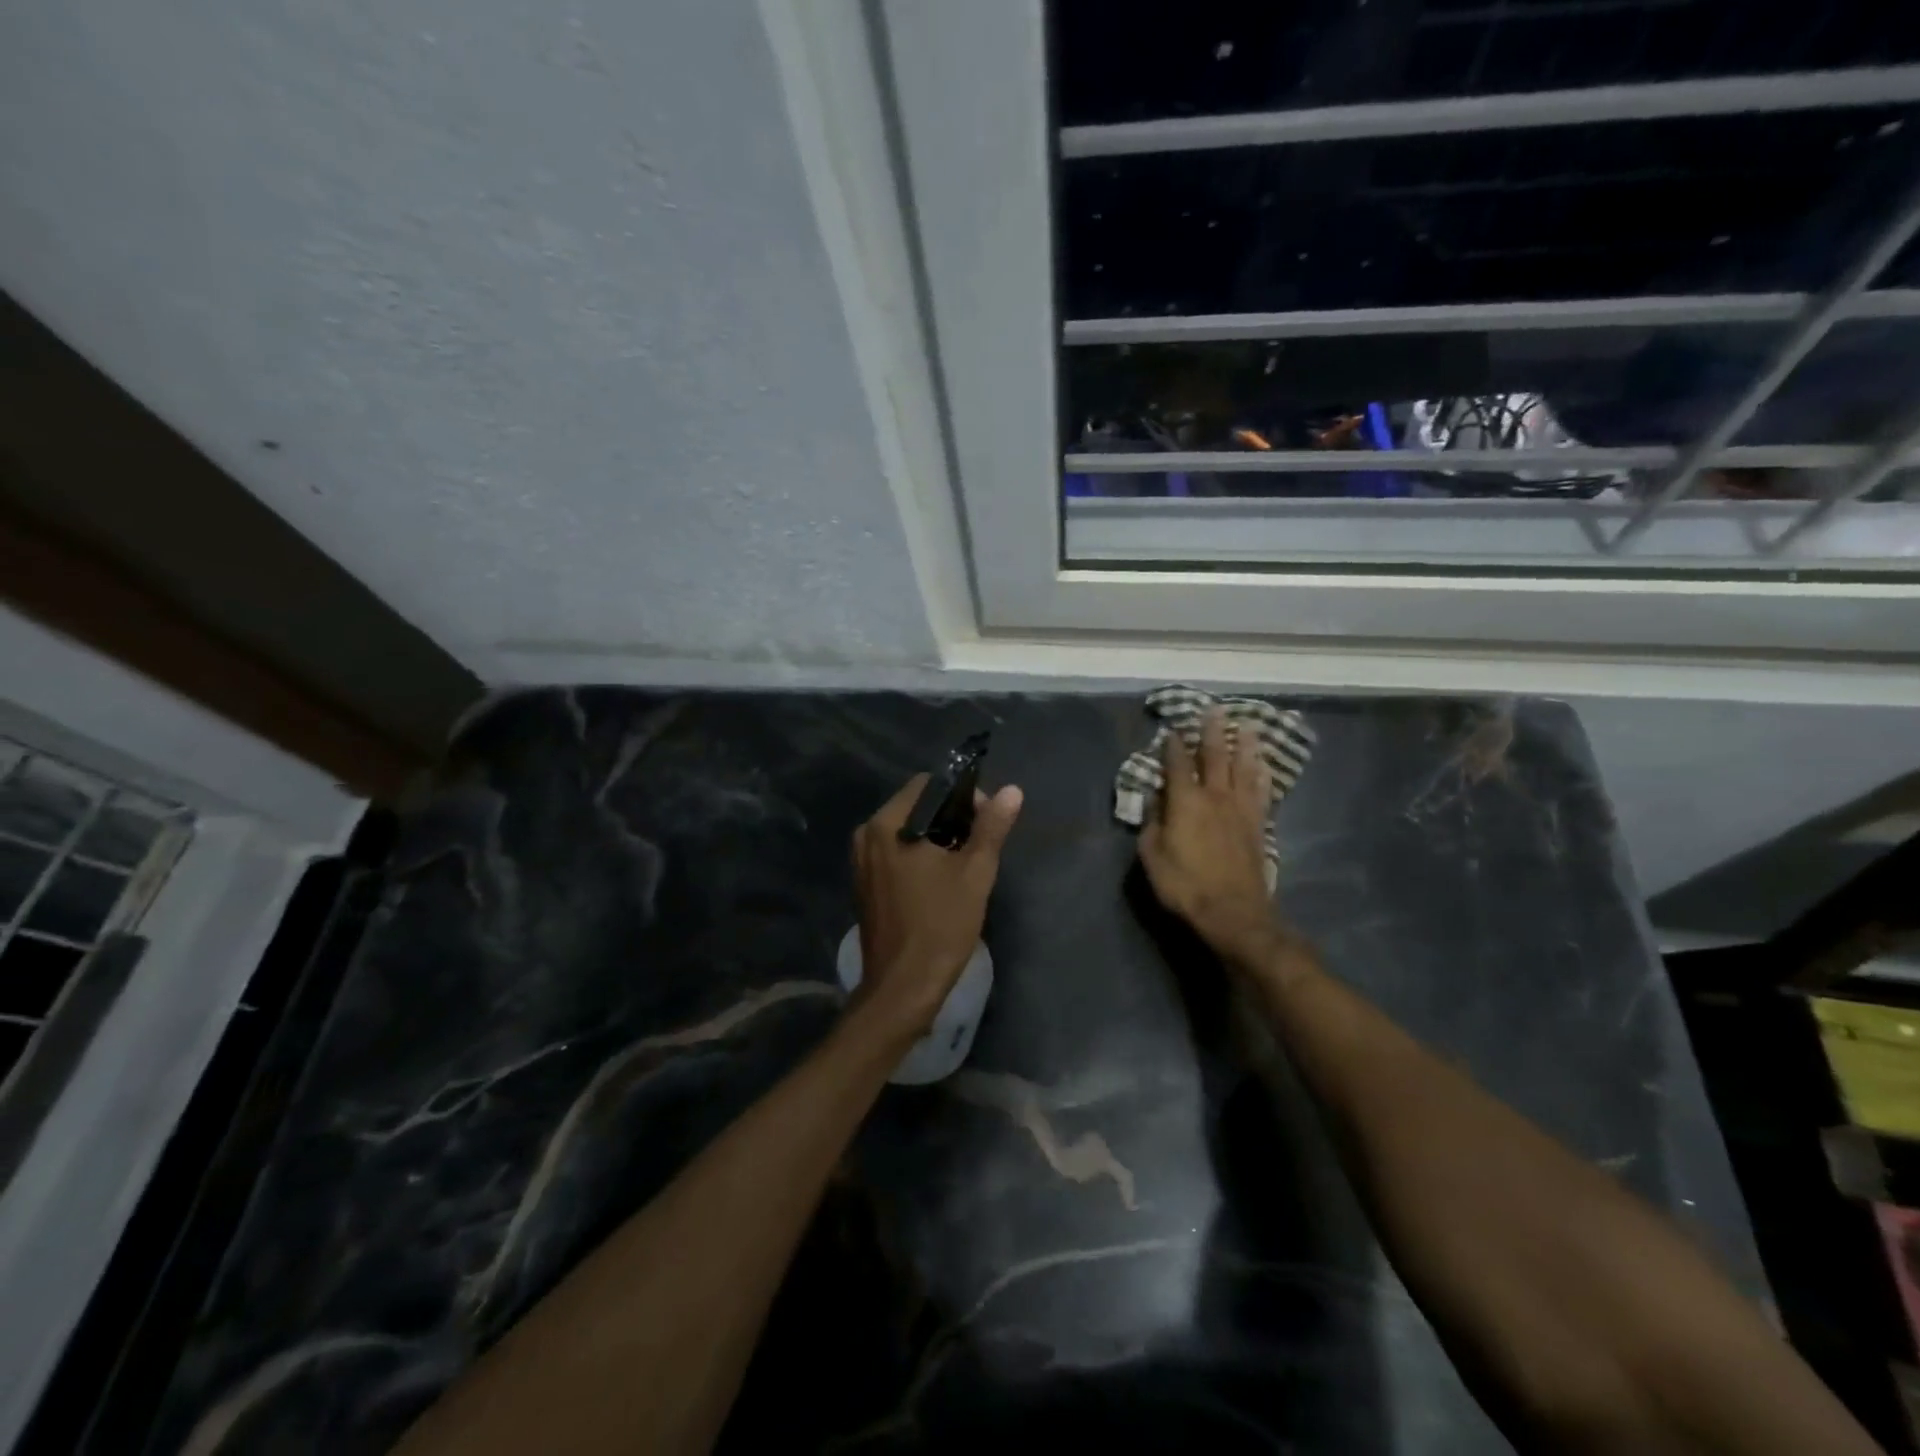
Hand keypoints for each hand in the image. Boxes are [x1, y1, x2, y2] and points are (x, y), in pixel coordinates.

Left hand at [851, 774, 1022, 1037]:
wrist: (903, 987)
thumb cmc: (940, 925)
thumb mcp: (975, 873)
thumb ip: (992, 827)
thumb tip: (1012, 791)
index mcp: (888, 824)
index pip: (927, 785)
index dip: (962, 795)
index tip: (985, 821)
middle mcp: (867, 835)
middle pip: (916, 806)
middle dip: (951, 818)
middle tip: (980, 844)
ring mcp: (862, 861)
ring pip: (907, 831)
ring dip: (937, 838)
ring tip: (966, 863)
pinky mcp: (865, 884)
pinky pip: (896, 853)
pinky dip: (920, 856)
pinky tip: (942, 880)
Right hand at [1138, 708, 1278, 961]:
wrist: (1234, 912)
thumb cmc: (1185, 886)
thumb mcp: (1153, 857)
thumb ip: (1153, 825)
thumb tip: (1155, 802)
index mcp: (1185, 802)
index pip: (1177, 765)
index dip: (1173, 746)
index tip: (1172, 730)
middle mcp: (1214, 796)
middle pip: (1215, 756)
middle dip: (1212, 732)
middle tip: (1214, 709)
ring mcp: (1240, 809)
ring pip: (1243, 768)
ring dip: (1244, 745)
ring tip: (1246, 725)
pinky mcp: (1258, 824)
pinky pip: (1261, 791)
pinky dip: (1261, 774)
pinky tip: (1263, 764)